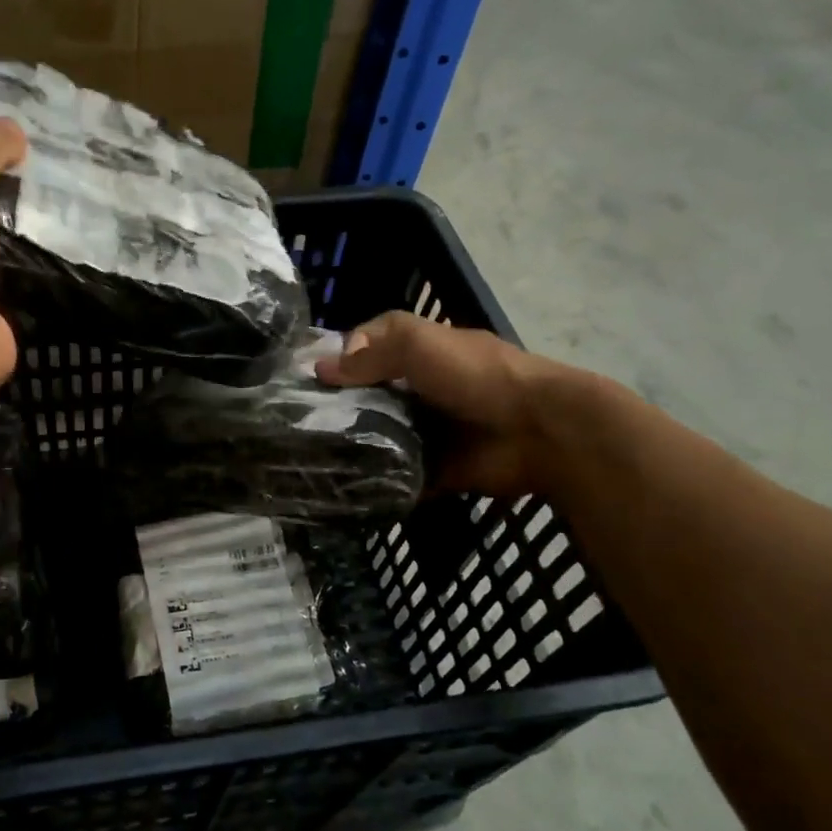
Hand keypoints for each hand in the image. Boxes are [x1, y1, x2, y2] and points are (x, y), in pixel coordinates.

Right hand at [317, 310, 557, 494]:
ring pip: (375, 436)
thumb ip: (370, 353)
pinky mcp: (432, 469)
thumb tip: (320, 368)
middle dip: (334, 409)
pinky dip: (373, 481)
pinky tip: (338, 486)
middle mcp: (417, 388)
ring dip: (349, 446)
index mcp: (418, 352)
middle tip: (293, 426)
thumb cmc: (476, 375)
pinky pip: (394, 475)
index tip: (300, 381)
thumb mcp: (419, 344)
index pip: (365, 349)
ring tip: (307, 459)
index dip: (336, 360)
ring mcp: (424, 431)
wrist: (538, 431)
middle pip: (366, 395)